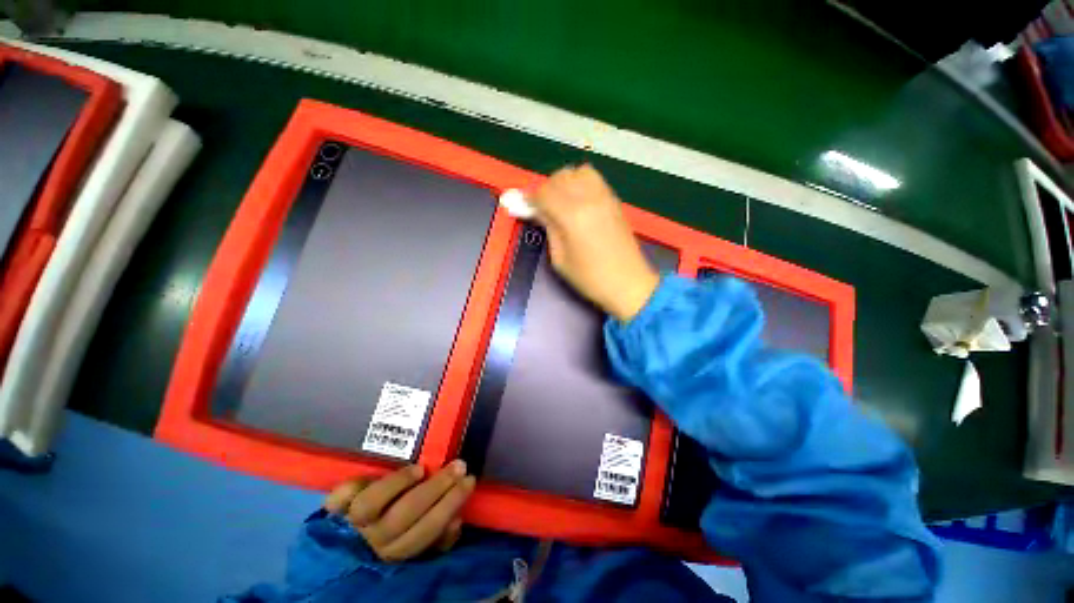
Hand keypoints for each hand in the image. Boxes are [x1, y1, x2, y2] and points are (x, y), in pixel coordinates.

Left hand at [324, 460, 474, 561]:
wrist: (337, 565)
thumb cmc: (388, 550)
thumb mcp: (415, 552)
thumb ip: (436, 540)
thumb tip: (457, 521)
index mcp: (395, 553)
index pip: (427, 530)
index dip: (449, 505)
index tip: (469, 481)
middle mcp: (372, 541)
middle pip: (405, 514)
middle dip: (437, 487)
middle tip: (459, 465)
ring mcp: (349, 525)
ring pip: (372, 504)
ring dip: (399, 484)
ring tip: (421, 468)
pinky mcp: (330, 511)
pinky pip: (341, 496)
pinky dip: (356, 483)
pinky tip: (374, 473)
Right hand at [529, 165, 659, 321]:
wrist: (628, 283)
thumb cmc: (590, 278)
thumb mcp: (560, 259)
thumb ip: (548, 228)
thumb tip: (537, 211)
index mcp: (572, 216)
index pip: (544, 193)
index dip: (530, 198)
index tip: (523, 206)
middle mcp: (589, 199)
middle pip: (560, 177)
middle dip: (546, 189)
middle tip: (541, 207)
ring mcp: (605, 196)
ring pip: (578, 172)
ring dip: (564, 182)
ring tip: (560, 201)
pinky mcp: (614, 200)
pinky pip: (594, 178)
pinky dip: (580, 182)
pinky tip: (577, 201)